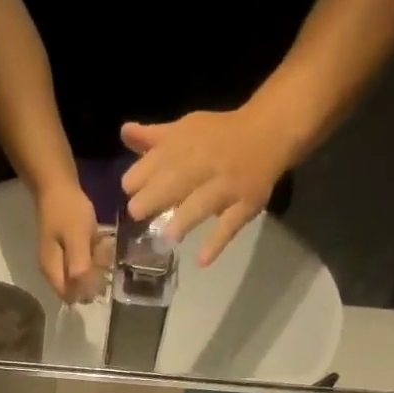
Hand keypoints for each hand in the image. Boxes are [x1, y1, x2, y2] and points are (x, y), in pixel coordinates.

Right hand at [33, 180, 103, 303]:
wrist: (56, 185)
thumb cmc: (66, 210)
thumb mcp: (77, 238)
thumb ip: (79, 267)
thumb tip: (84, 294)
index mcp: (52, 272)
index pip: (71, 297)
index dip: (88, 290)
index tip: (101, 274)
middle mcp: (52, 272)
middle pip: (77, 288)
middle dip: (94, 276)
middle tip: (102, 254)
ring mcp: (59, 261)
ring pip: (82, 275)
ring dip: (96, 264)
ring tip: (101, 244)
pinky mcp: (66, 252)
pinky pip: (83, 262)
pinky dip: (93, 255)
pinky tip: (98, 241)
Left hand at [120, 104, 298, 266]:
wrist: (269, 132)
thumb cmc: (218, 137)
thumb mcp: (184, 132)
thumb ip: (153, 140)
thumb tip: (124, 133)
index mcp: (186, 144)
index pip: (157, 160)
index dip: (140, 176)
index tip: (129, 191)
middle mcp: (206, 163)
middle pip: (178, 180)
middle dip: (155, 196)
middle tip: (136, 214)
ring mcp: (228, 185)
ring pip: (204, 202)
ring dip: (185, 219)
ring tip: (167, 237)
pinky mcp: (246, 203)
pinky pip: (232, 224)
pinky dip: (217, 242)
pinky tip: (202, 261)